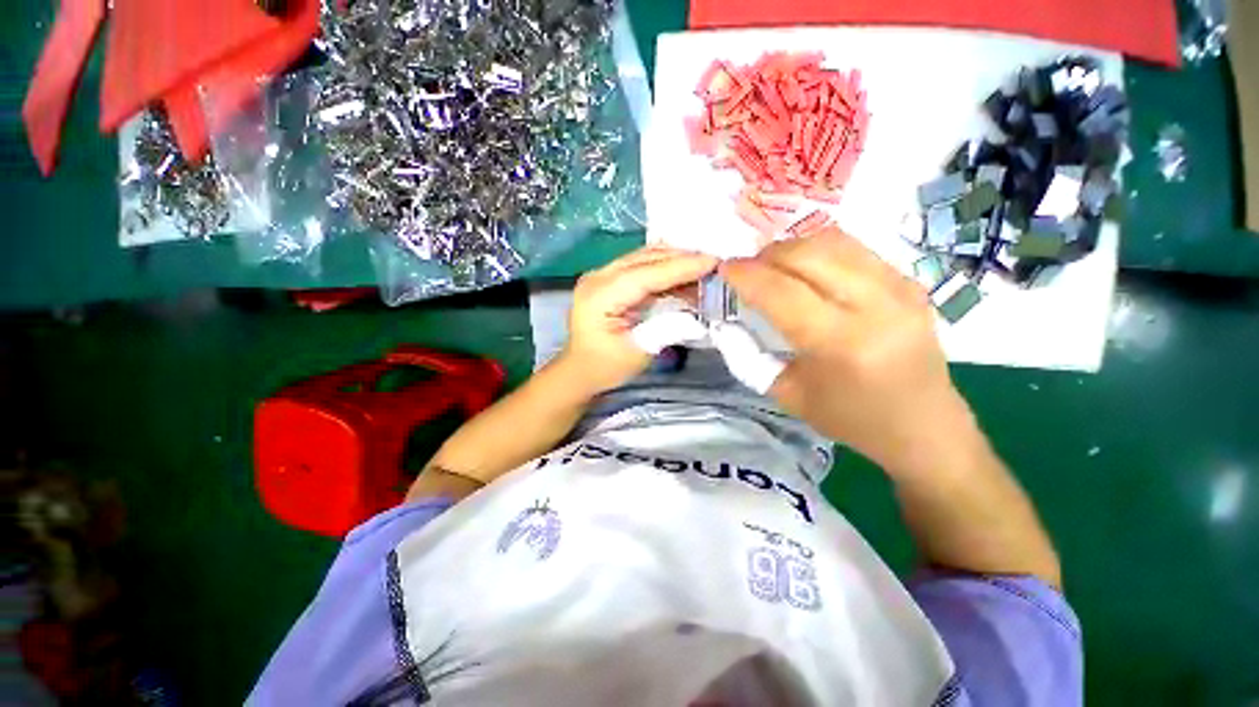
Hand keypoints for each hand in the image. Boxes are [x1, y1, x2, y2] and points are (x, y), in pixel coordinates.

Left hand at [560, 245, 717, 394]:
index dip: (680, 267)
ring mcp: (601, 275)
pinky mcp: (608, 279)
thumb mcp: (639, 353)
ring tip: (704, 268)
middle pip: (645, 259)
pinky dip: (664, 269)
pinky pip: (640, 266)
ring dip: (674, 261)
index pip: (645, 274)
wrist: (579, 370)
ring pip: (643, 258)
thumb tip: (697, 312)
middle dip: (681, 258)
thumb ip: (666, 329)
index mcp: (599, 296)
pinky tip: (683, 276)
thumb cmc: (605, 367)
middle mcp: (597, 278)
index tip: (713, 260)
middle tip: (715, 262)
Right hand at [722, 227, 976, 476]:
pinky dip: (820, 251)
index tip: (725, 268)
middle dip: (768, 254)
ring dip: (794, 247)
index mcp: (841, 344)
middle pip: (809, 254)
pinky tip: (808, 270)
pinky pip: (854, 249)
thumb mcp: (786, 394)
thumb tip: (727, 320)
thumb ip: (750, 354)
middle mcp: (876, 307)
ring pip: (834, 242)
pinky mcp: (910, 282)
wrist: (924, 426)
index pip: (782, 292)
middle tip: (748, 268)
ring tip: (774, 265)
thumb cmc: (849, 418)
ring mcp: (900, 289)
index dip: (747, 275)